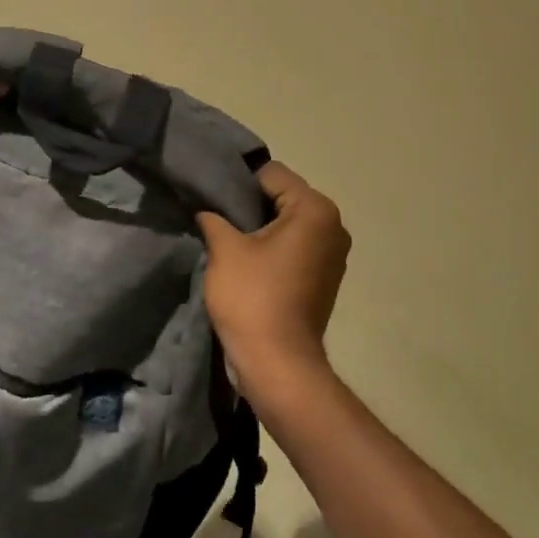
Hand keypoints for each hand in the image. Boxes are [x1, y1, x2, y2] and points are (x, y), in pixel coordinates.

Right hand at [196, 162, 350, 396]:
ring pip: (289, 223)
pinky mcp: (326, 277)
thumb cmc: (252, 298)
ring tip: (229, 240)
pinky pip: (295, 247)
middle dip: (250, 205)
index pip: (271, 174)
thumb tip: (205, 209)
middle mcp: (333, 225)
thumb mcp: (224, 249)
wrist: (277, 363)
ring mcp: (333, 254)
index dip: (237, 182)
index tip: (211, 196)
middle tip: (216, 217)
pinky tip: (248, 262)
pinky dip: (273, 249)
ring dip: (261, 228)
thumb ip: (213, 217)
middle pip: (283, 196)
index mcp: (314, 209)